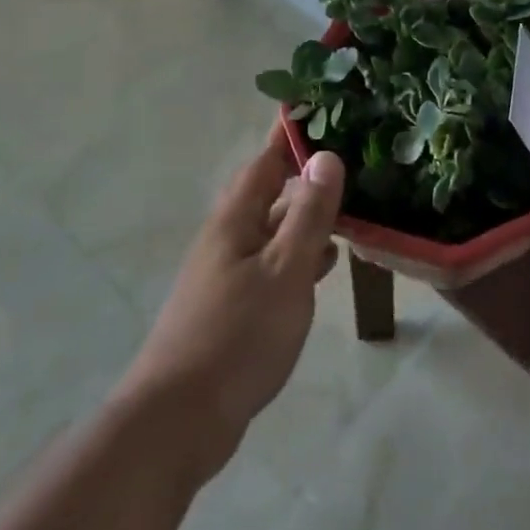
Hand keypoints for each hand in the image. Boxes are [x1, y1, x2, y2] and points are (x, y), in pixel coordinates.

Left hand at [117, 126, 344, 482]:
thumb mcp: (285, 270)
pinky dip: (299, 253)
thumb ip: (309, 214)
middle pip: (269, 190)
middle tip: (351, 158)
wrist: (179, 421)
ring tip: (349, 205)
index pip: (267, 158)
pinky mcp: (232, 306)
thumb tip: (325, 156)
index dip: (292, 133)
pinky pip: (272, 262)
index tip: (323, 108)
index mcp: (237, 218)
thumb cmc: (237, 336)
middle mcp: (228, 236)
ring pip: (273, 228)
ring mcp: (227, 273)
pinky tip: (324, 263)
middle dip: (305, 173)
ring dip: (306, 215)